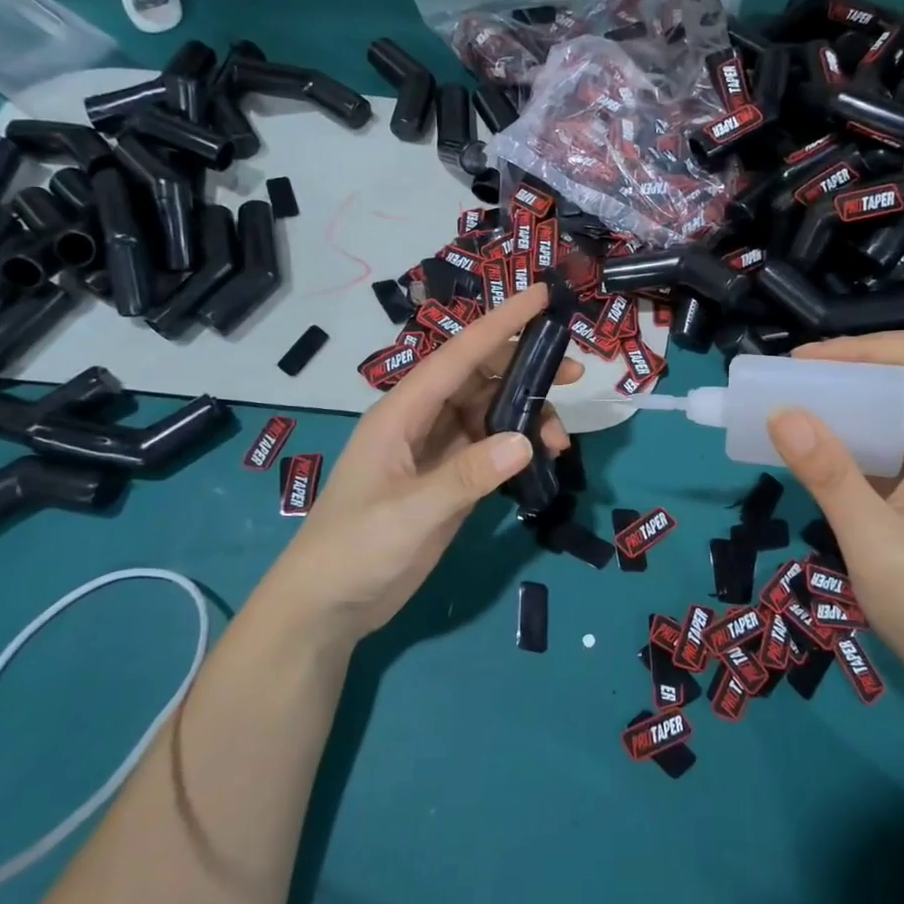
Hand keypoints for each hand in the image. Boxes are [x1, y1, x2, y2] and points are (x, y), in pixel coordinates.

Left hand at [258, 283, 576, 646]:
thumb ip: (467, 476)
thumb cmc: (354, 549)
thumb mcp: (410, 513)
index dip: (502, 322)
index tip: (543, 296)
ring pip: (491, 413)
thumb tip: (527, 439)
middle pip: (481, 378)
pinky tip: (542, 462)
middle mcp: (422, 421)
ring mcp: (437, 451)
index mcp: (403, 412)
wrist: (328, 607)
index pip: (460, 354)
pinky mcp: (449, 480)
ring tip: (560, 443)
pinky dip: (518, 448)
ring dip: (527, 416)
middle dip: (526, 369)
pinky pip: (492, 448)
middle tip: (574, 374)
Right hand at [765, 331, 903, 697]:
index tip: (808, 366)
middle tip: (785, 386)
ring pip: (883, 413)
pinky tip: (804, 455)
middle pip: (898, 380)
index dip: (865, 347)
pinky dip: (838, 440)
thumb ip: (829, 474)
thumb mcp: (872, 539)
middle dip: (841, 372)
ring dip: (835, 406)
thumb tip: (781, 411)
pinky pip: (874, 447)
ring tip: (785, 412)